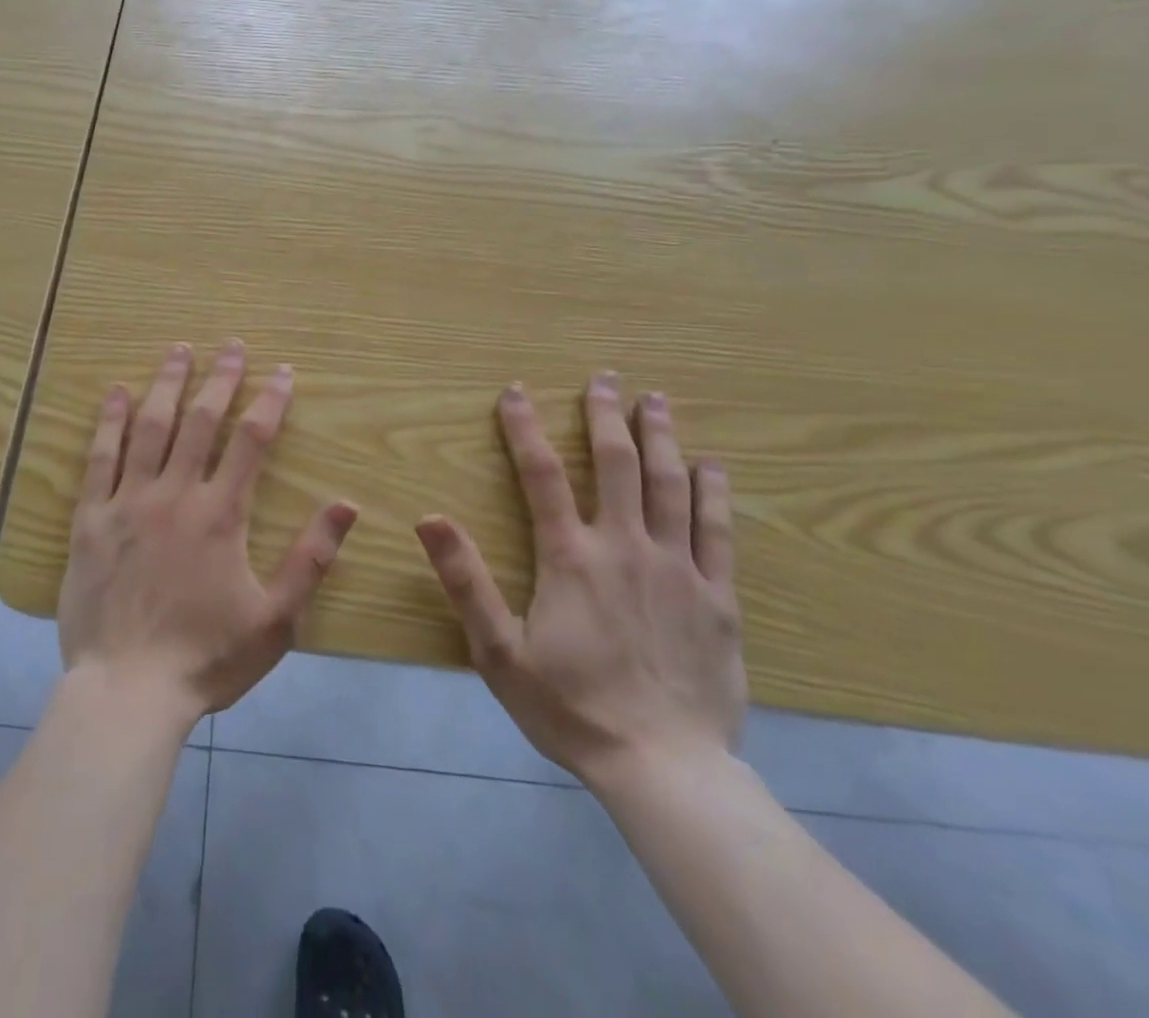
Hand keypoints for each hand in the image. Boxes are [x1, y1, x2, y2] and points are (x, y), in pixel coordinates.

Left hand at [59, 340, 359, 723]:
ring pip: (149, 427)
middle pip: (201, 421)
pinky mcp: (90, 519)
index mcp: (220, 515)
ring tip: (179, 350)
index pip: (251, 441)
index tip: (282, 371)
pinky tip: (116, 391)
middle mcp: (174, 495)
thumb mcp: (276, 619)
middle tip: (231, 345)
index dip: (270, 401)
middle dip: (220, 378)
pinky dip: (108, 421)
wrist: (127, 690)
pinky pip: (99, 458)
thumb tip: (346, 505)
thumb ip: (311, 559)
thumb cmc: (206, 658)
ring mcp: (128, 502)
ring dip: (167, 384)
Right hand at [415, 373, 743, 788]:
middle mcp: (626, 547)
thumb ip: (465, 580)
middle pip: (617, 464)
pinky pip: (718, 531)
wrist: (665, 769)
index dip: (524, 427)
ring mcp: (678, 569)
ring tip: (655, 400)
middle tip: (605, 378)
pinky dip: (713, 491)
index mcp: (570, 557)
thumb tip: (430, 518)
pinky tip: (711, 464)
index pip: (541, 474)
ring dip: (661, 437)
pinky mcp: (718, 598)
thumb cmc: (569, 707)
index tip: (515, 392)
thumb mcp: (497, 650)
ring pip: (671, 485)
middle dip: (606, 415)